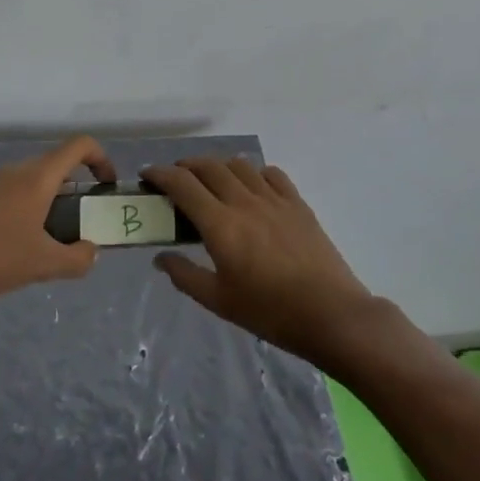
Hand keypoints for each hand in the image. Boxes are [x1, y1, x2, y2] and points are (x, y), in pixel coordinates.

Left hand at [0, 135, 115, 312]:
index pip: (79, 145)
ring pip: (34, 184)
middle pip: (57, 166)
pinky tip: (18, 251)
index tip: (107, 188)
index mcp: (38, 177)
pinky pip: (13, 197)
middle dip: (77, 191)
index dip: (101, 159)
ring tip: (51, 246)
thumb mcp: (43, 265)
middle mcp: (16, 172)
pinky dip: (28, 213)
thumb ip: (77, 259)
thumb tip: (91, 252)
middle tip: (82, 226)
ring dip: (51, 206)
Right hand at [143, 157, 373, 367]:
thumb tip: (160, 258)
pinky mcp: (297, 204)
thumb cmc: (270, 312)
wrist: (331, 315)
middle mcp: (244, 202)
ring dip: (218, 166)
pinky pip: (271, 174)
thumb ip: (185, 276)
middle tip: (175, 179)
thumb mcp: (219, 301)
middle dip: (186, 166)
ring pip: (239, 165)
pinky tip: (252, 189)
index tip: (147, 175)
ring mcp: (274, 199)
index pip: (183, 184)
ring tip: (212, 181)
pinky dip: (254, 174)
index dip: (160, 174)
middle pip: (209, 166)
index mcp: (221, 225)